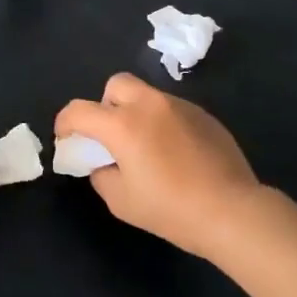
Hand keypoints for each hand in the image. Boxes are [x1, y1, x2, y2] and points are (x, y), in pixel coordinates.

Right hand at [55, 74, 271, 259]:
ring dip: (136, 113)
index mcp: (123, 124)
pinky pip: (172, 109)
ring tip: (147, 147)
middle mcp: (149, 105)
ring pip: (147, 95)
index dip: (65, 123)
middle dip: (106, 105)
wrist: (231, 210)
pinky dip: (163, 123)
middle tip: (111, 136)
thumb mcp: (121, 201)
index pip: (79, 110)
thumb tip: (104, 163)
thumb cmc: (171, 209)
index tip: (66, 139)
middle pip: (116, 85)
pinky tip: (175, 153)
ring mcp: (180, 106)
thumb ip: (102, 174)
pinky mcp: (203, 114)